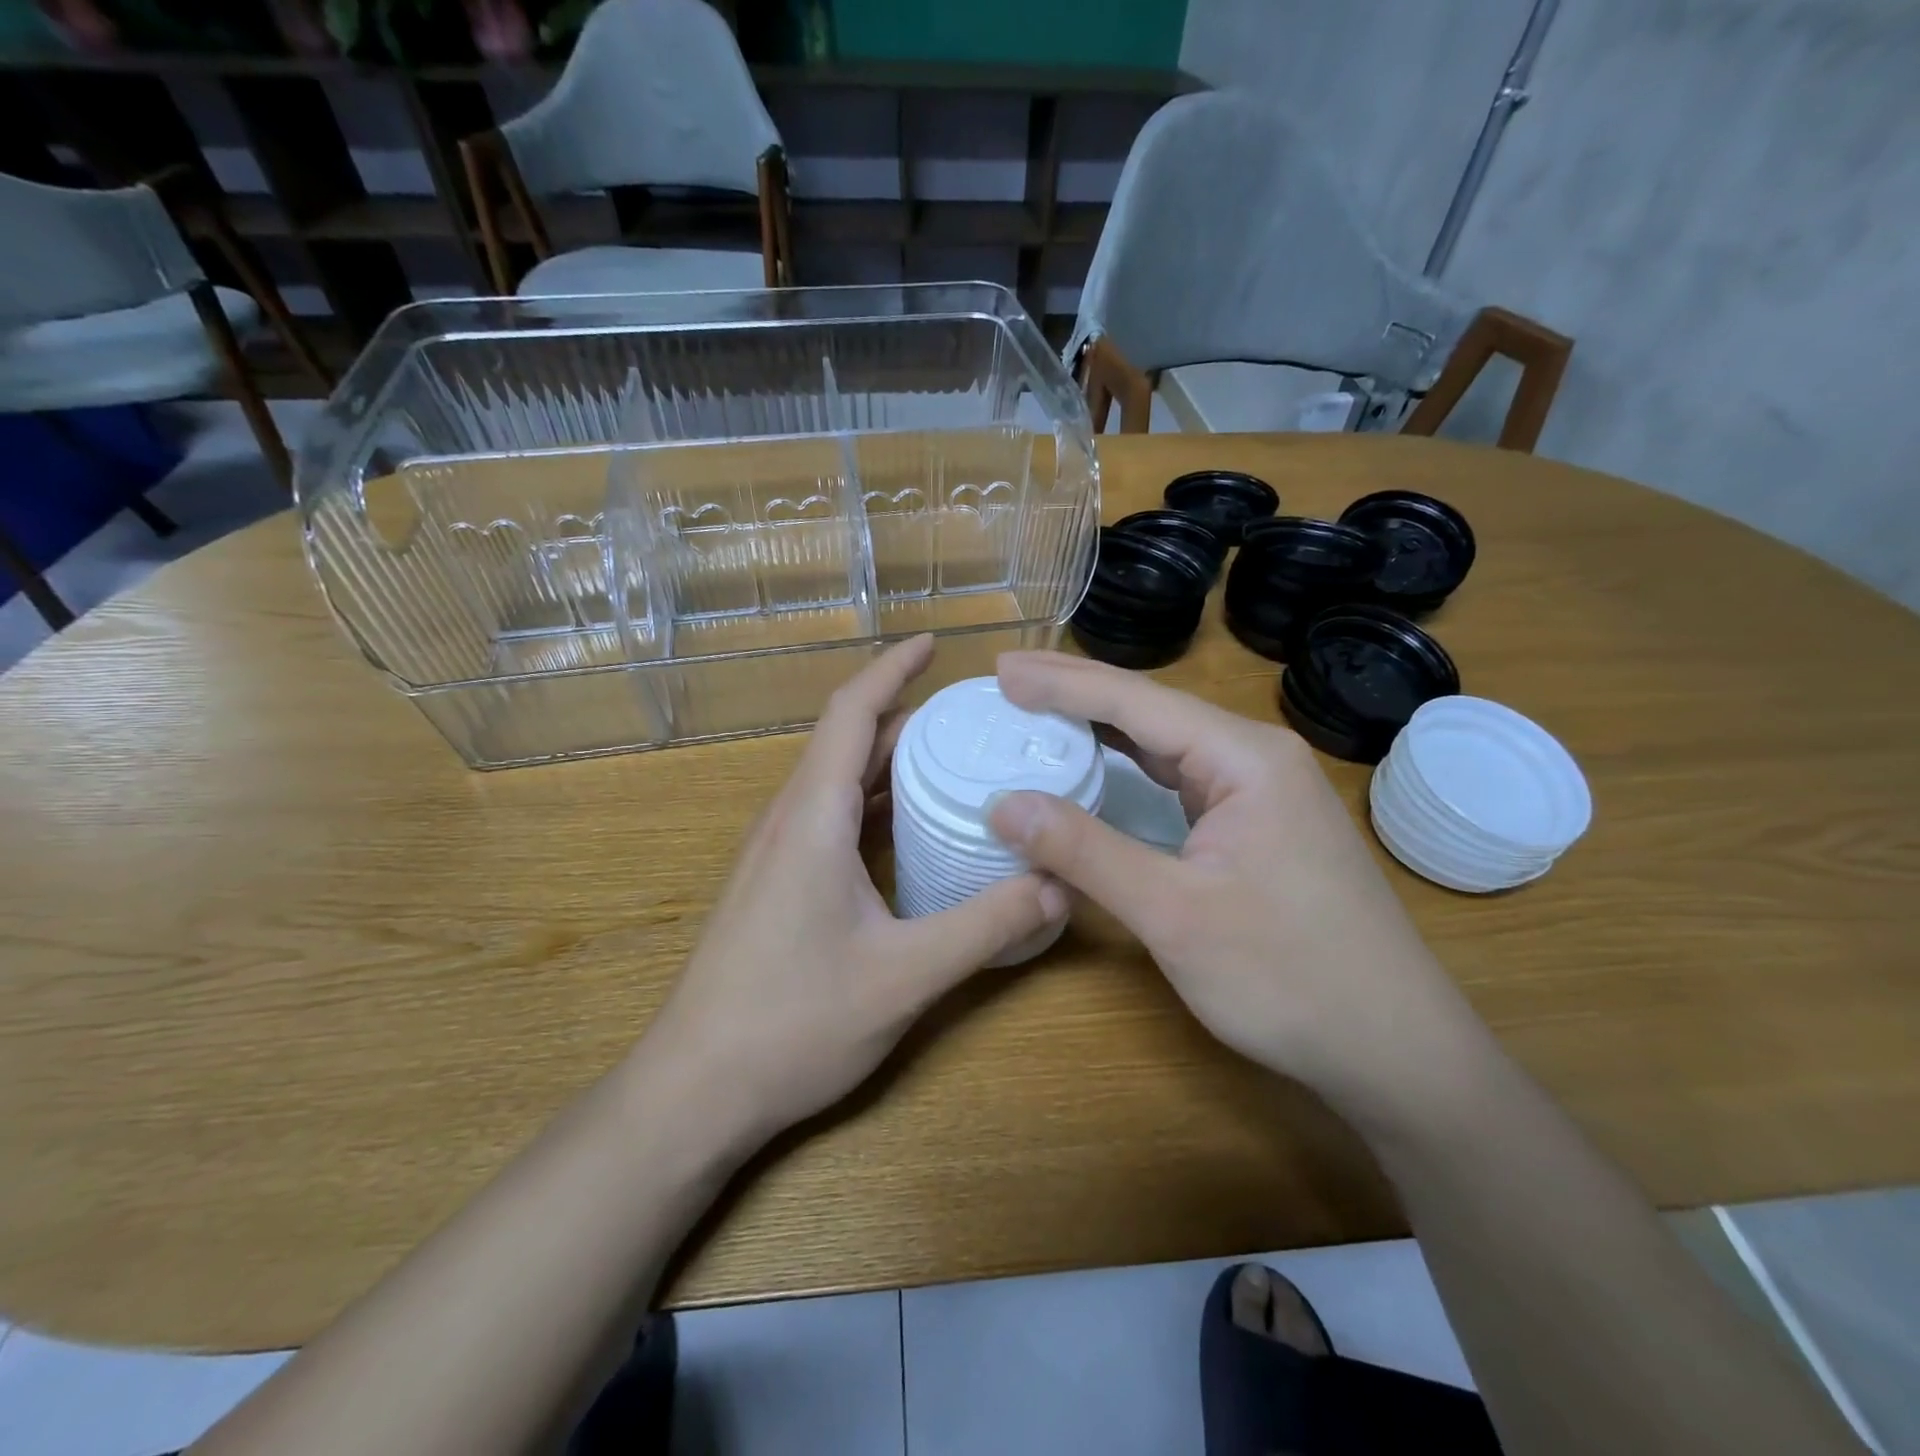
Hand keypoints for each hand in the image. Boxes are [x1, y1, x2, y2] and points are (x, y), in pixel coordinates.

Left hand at [645, 636, 1068, 1146]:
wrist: (694, 1090)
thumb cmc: (792, 1024)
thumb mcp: (905, 976)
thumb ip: (987, 926)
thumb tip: (1060, 884)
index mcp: (813, 817)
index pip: (852, 713)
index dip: (892, 669)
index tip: (934, 643)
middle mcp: (789, 820)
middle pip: (850, 742)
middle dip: (908, 715)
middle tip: (975, 715)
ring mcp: (776, 853)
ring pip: (839, 781)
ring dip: (892, 760)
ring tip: (955, 759)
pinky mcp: (776, 884)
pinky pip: (831, 817)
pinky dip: (875, 802)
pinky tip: (913, 828)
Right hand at [985, 652, 1482, 1111]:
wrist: (1393, 1047)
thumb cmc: (1288, 977)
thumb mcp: (1173, 913)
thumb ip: (1085, 851)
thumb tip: (1003, 805)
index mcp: (1244, 758)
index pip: (1136, 702)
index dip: (1062, 684)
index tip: (1000, 670)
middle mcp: (1256, 759)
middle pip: (1152, 710)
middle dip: (1077, 693)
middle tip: (1008, 678)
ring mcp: (1262, 792)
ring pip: (1167, 744)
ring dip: (1102, 727)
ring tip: (1039, 709)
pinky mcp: (1259, 826)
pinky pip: (1182, 779)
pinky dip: (1131, 767)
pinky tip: (1102, 764)